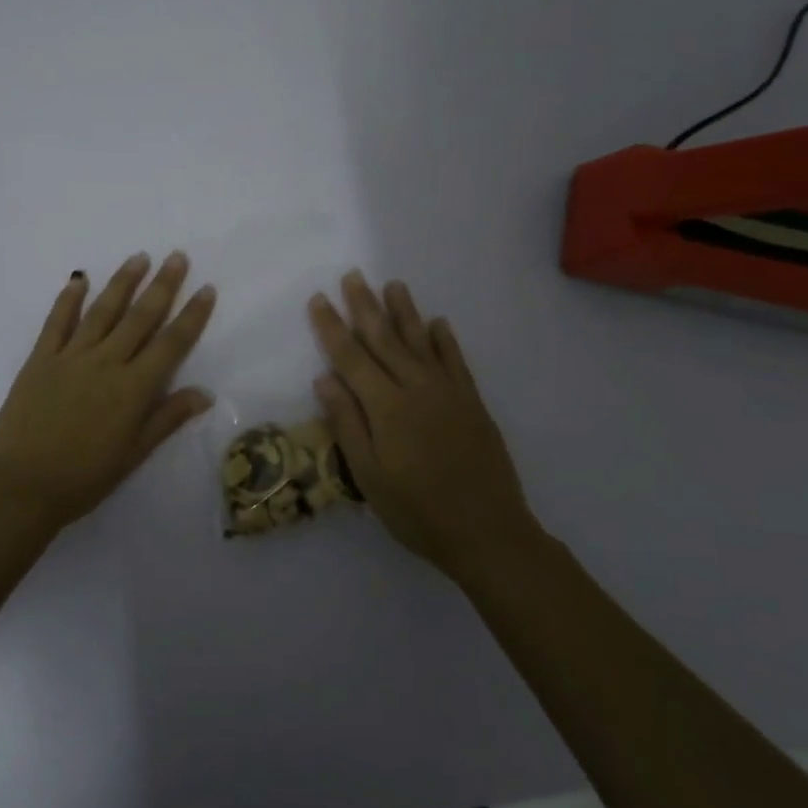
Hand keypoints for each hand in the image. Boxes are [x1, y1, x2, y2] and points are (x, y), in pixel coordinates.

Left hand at [0, 252, 216, 532]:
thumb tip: (205, 392)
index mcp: (133, 388)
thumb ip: (167, 418)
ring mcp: (70, 357)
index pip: (171, 343)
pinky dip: (68, 299)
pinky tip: (78, 279)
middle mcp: (105, 362)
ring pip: (102, 311)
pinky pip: (57, 322)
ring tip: (139, 257)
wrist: (20, 487)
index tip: (206, 288)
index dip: (192, 315)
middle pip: (140, 317)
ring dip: (122, 282)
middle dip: (162, 285)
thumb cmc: (83, 478)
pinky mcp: (40, 359)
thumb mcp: (133, 455)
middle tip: (177, 256)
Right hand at [308, 271, 543, 579]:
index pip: (351, 357)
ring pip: (421, 342)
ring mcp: (448, 393)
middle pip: (385, 339)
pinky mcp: (472, 403)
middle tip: (353, 275)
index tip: (319, 299)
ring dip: (405, 312)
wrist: (488, 532)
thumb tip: (324, 378)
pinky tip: (438, 323)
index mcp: (387, 406)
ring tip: (393, 285)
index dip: (332, 327)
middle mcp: (417, 388)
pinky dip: (445, 340)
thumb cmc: (417, 511)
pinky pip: (456, 361)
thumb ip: (347, 423)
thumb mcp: (369, 476)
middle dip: (365, 306)